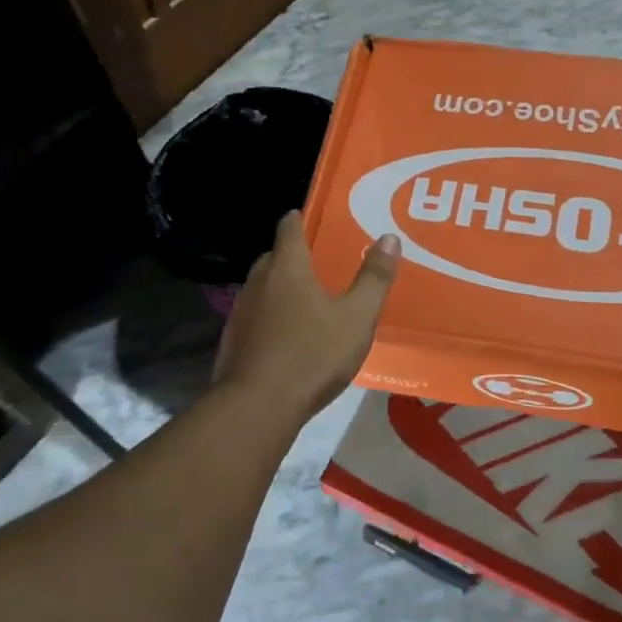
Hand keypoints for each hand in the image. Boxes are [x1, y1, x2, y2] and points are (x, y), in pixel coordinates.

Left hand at [213, 213, 398, 420]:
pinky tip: (285, 337)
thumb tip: (389, 238)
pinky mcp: (232, 342)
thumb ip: (374, 278)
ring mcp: (241, 313)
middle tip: (314, 262)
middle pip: (272, 258)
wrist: (258, 406)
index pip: (288, 230)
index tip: (304, 216)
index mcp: (288, 269)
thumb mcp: (357, 317)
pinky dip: (269, 318)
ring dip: (278, 289)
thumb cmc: (313, 354)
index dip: (297, 220)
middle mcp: (258, 283)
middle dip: (290, 256)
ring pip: (261, 289)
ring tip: (303, 300)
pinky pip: (254, 317)